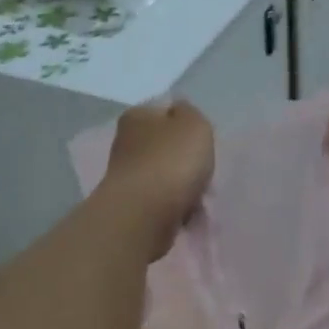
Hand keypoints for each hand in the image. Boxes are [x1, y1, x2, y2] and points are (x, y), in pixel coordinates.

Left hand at [99, 99, 214, 259]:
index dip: (186, 126)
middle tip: (203, 174)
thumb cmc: (172, 161)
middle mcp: (125, 142)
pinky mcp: (130, 204)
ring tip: (197, 200)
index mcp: (136, 116)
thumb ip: (190, 113)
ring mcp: (125, 175)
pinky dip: (174, 207)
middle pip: (165, 147)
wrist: (145, 214)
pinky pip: (161, 201)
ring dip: (182, 187)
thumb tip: (179, 113)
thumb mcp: (194, 123)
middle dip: (185, 162)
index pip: (164, 112)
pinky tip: (185, 215)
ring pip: (164, 176)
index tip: (201, 144)